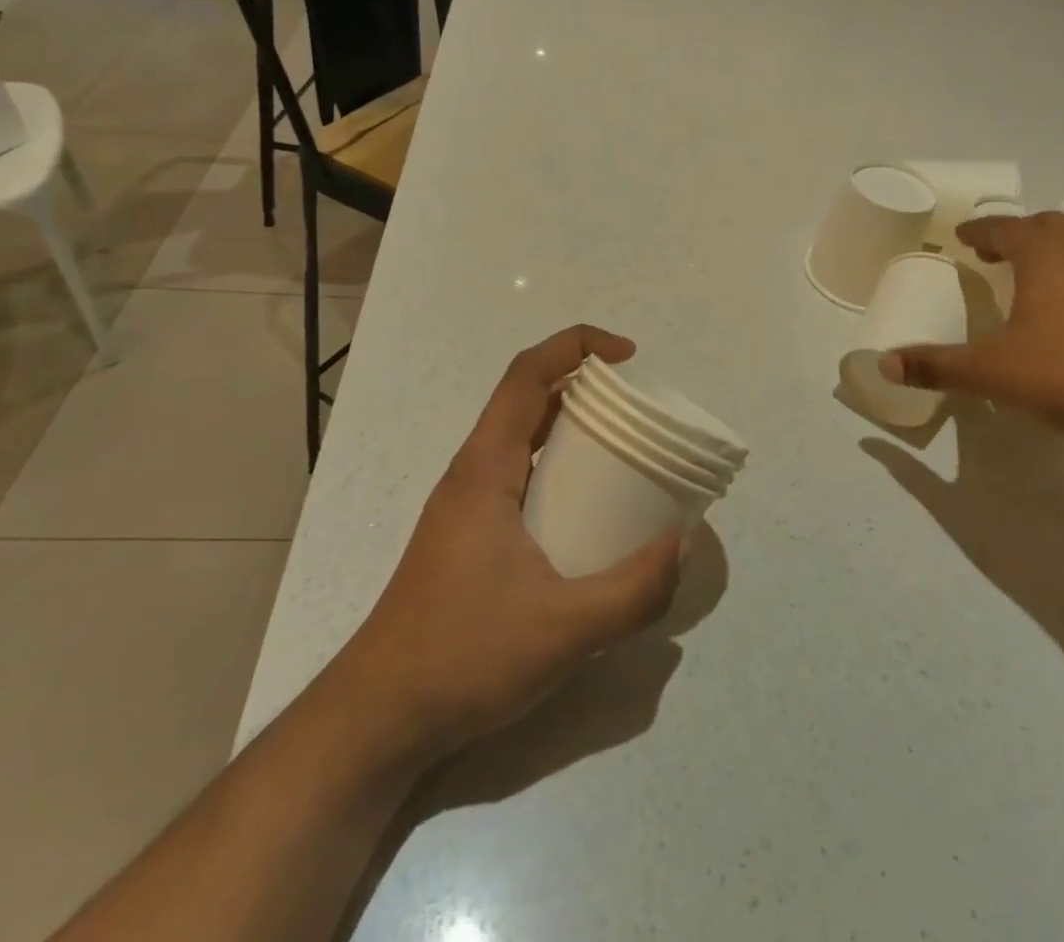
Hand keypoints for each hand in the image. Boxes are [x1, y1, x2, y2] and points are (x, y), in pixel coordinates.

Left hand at [335, 325, 683, 763]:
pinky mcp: (470, 535)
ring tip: (625, 449)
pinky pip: (521, 474)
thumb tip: (683, 544)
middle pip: (527, 399)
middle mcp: (473, 473)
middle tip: (638, 408)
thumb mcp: (562, 630)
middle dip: (584, 384)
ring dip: (571, 426)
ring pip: (523, 438)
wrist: (379, 718)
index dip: (577, 345)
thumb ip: (632, 591)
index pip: (527, 374)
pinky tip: (590, 510)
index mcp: (486, 468)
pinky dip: (560, 467)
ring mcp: (468, 505)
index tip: (629, 356)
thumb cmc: (462, 658)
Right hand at [880, 212, 1063, 459]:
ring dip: (1058, 258)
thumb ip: (937, 366)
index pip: (1005, 227)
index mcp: (1047, 254)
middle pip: (1050, 228)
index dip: (979, 230)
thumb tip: (884, 363)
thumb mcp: (993, 373)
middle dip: (1020, 235)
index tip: (964, 236)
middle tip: (997, 256)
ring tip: (1038, 285)